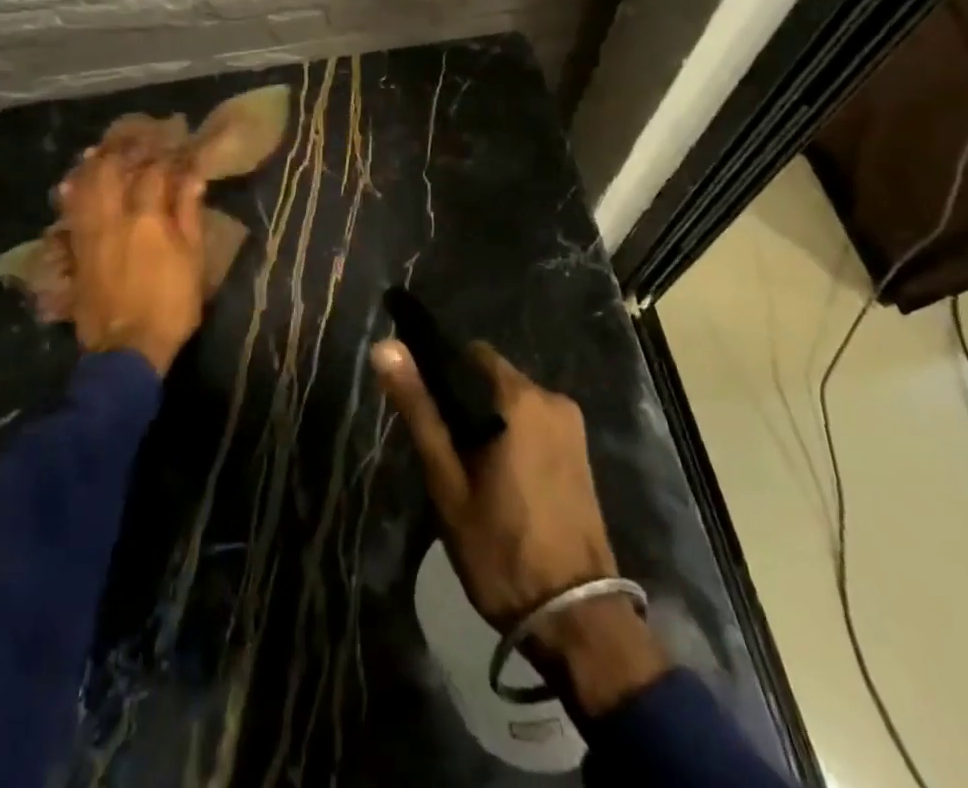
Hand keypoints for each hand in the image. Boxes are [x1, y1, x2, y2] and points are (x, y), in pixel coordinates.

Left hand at [58, 138, 207, 375]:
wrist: (126, 348)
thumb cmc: (171, 304)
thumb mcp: (193, 259)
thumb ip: (188, 213)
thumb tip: (193, 175)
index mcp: (147, 216)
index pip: (154, 170)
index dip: (164, 152)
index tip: (174, 140)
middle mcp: (113, 216)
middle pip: (111, 168)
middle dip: (123, 147)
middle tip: (134, 135)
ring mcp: (89, 232)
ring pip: (84, 185)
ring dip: (93, 163)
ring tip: (101, 149)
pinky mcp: (76, 250)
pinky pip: (69, 211)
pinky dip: (71, 192)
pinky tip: (71, 182)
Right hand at [371, 339, 669, 713]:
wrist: (577, 621)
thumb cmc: (501, 548)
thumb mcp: (448, 481)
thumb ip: (419, 409)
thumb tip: (385, 347)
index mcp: (520, 396)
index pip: (469, 353)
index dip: (441, 373)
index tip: (424, 409)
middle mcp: (552, 398)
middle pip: (492, 378)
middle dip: (465, 403)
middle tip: (444, 452)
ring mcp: (573, 427)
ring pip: (513, 404)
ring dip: (488, 422)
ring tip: (467, 471)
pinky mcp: (582, 453)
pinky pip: (535, 424)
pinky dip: (513, 437)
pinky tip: (499, 480)